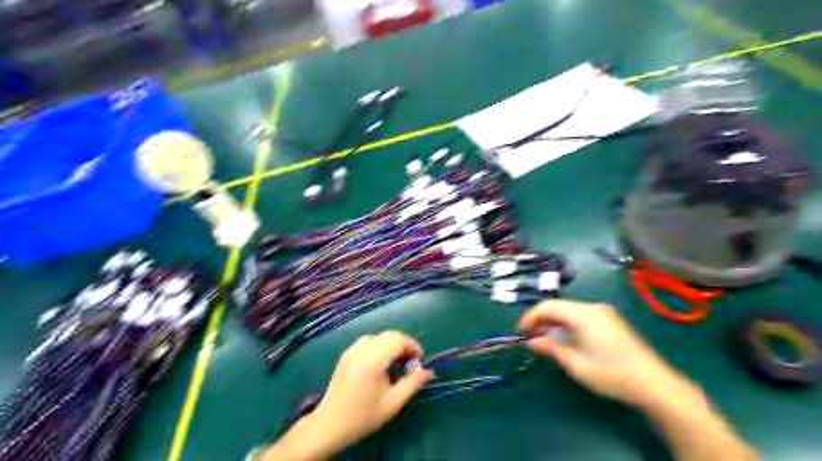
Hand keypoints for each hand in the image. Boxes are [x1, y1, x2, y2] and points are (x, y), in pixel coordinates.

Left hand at [314, 331, 432, 446]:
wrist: (330, 425)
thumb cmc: (363, 416)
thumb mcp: (393, 403)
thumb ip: (412, 383)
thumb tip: (429, 371)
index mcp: (372, 360)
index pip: (397, 339)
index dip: (412, 345)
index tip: (420, 360)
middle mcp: (361, 349)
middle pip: (388, 335)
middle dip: (403, 344)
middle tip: (410, 362)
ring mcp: (351, 350)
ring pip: (378, 337)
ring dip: (391, 344)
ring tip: (397, 362)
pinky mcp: (346, 354)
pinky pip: (367, 341)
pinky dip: (379, 346)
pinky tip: (380, 363)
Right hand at [518, 300, 698, 408]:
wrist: (655, 384)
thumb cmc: (611, 373)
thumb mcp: (576, 363)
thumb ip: (551, 348)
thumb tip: (531, 341)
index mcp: (583, 313)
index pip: (548, 306)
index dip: (530, 317)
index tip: (520, 332)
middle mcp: (593, 307)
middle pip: (559, 306)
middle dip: (542, 320)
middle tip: (531, 337)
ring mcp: (604, 313)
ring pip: (570, 311)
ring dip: (555, 323)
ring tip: (546, 340)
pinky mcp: (611, 321)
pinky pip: (582, 316)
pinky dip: (568, 325)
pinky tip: (566, 339)